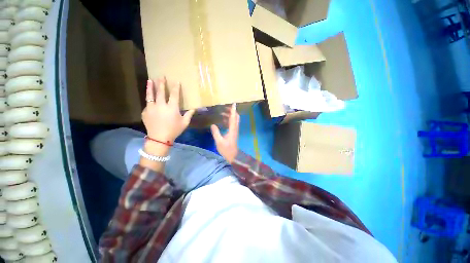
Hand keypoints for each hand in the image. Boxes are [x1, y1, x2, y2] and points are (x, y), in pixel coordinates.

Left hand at [142, 78, 194, 142]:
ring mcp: (151, 108)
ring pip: (150, 95)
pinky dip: (150, 102)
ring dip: (150, 87)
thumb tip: (194, 109)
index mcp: (172, 108)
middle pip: (161, 92)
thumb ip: (189, 115)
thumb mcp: (184, 123)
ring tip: (150, 81)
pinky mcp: (145, 112)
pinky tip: (151, 100)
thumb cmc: (174, 130)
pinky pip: (148, 105)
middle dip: (161, 83)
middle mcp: (161, 105)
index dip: (176, 88)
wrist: (159, 138)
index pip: (174, 95)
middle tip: (161, 76)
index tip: (176, 82)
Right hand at [210, 104, 239, 163]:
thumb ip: (216, 133)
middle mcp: (234, 128)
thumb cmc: (226, 149)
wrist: (233, 156)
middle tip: (224, 107)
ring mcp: (234, 131)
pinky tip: (222, 120)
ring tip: (221, 112)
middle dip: (232, 111)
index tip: (233, 103)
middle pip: (236, 117)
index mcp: (232, 129)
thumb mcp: (219, 141)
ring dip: (229, 115)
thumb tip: (213, 124)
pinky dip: (228, 120)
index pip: (233, 118)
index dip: (233, 110)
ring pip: (234, 120)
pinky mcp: (233, 133)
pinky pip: (232, 124)